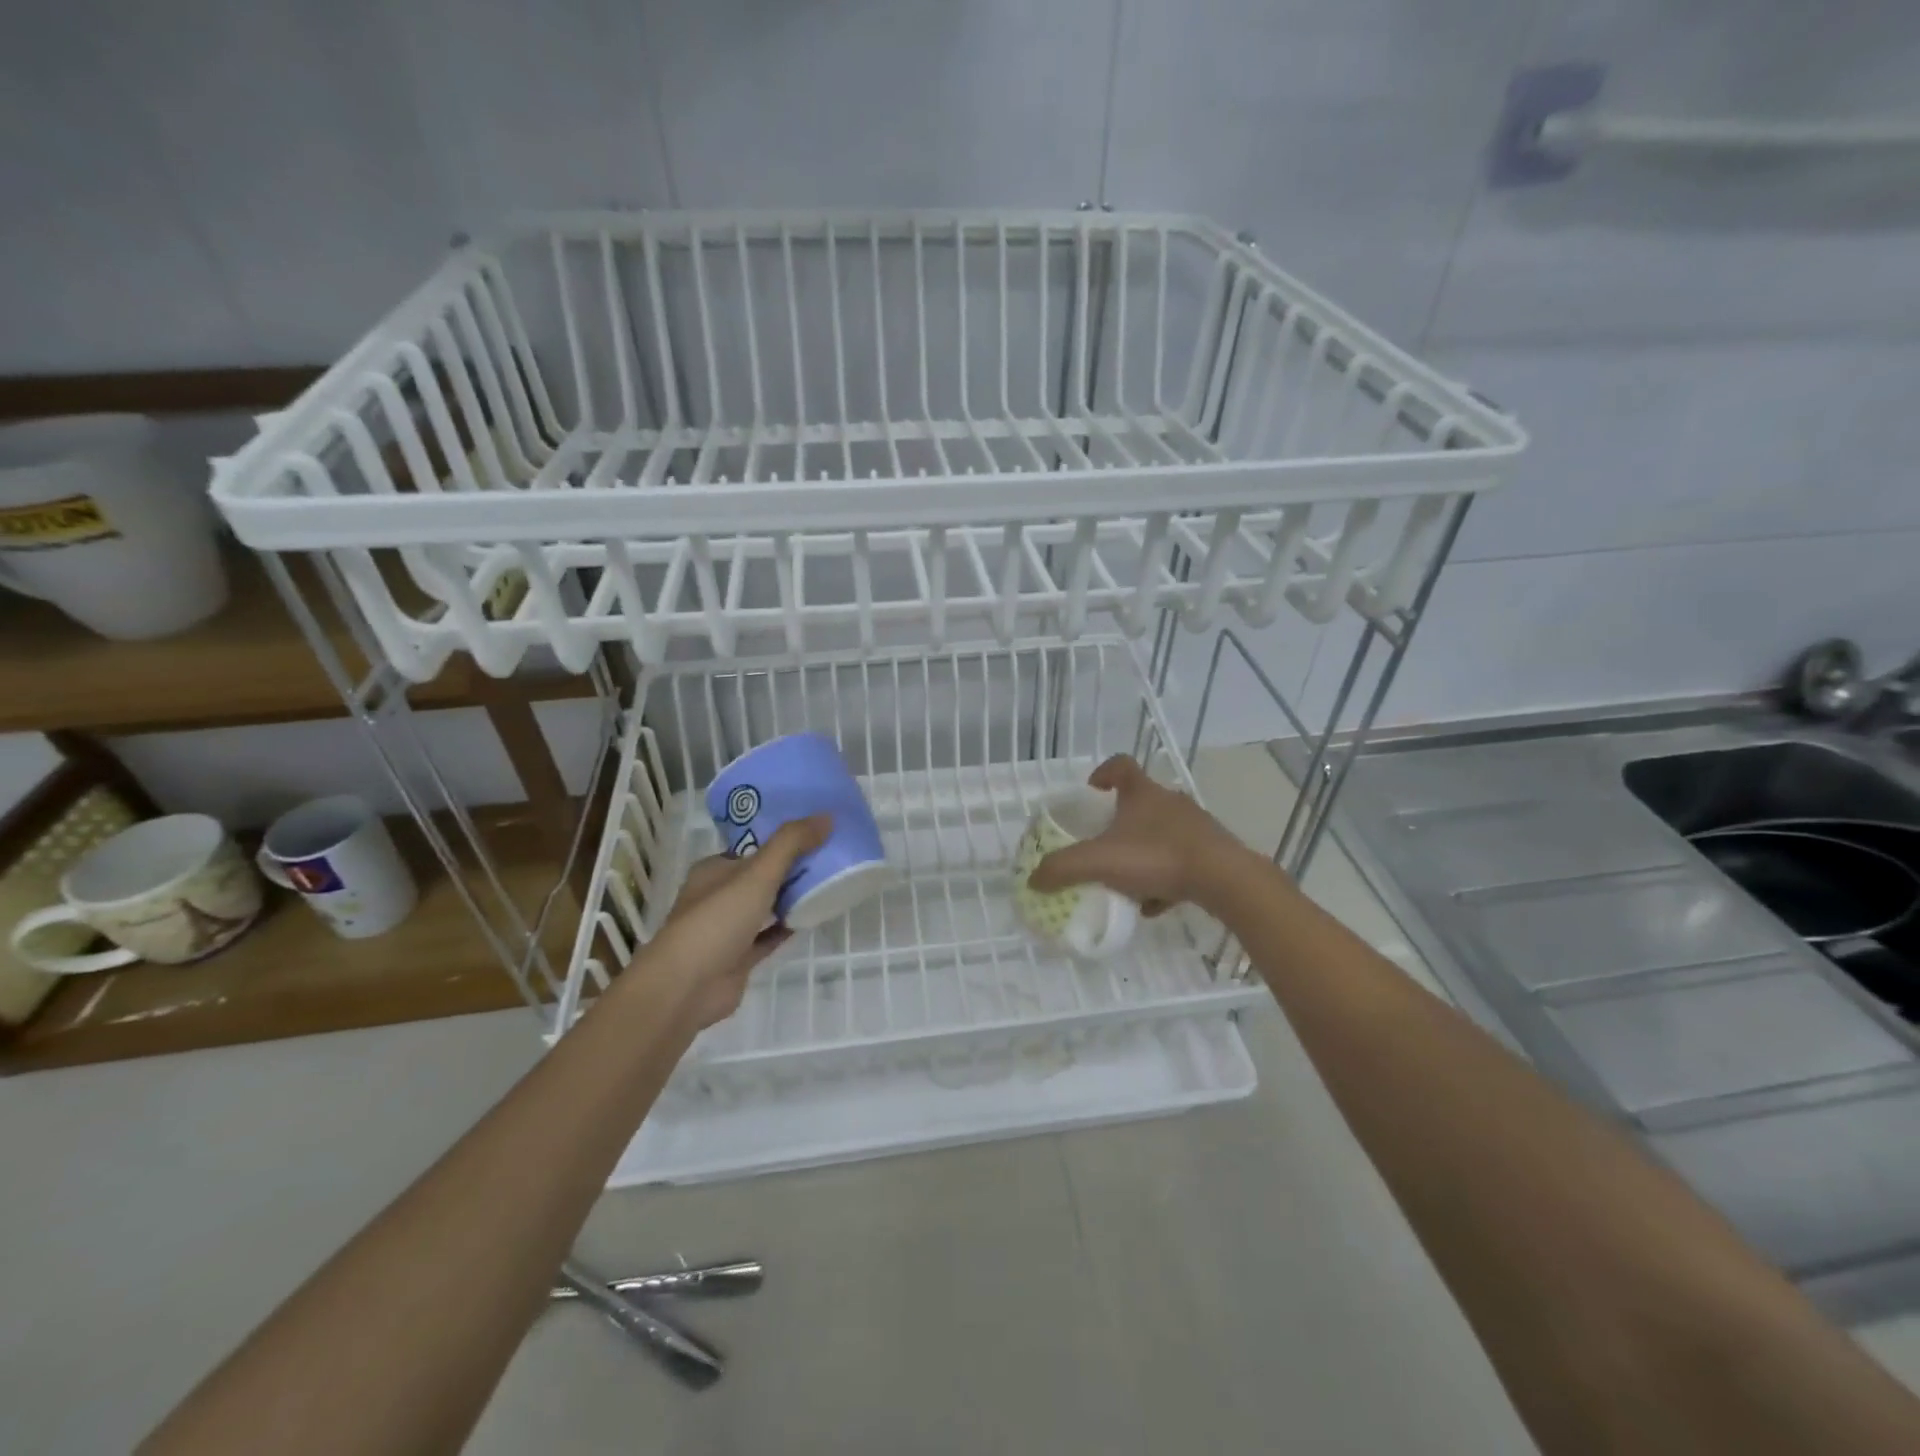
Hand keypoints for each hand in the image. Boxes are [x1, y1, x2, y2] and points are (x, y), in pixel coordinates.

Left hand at [639, 815, 829, 1029]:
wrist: (687, 987)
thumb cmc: (717, 920)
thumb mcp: (757, 873)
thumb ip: (791, 843)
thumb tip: (827, 816)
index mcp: (715, 870)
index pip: (751, 846)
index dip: (781, 837)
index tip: (814, 830)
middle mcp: (718, 896)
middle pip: (761, 875)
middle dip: (791, 866)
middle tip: (829, 853)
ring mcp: (727, 929)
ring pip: (765, 905)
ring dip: (791, 896)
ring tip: (829, 880)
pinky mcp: (739, 957)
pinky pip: (769, 936)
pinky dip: (788, 926)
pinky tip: (814, 916)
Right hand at [1027, 756, 1239, 912]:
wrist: (1224, 879)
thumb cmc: (1157, 857)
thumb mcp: (1100, 862)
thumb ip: (1063, 868)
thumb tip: (1033, 879)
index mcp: (1142, 794)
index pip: (1121, 766)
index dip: (1103, 773)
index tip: (1092, 790)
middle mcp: (1170, 803)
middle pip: (1142, 802)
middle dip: (1121, 821)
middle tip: (1102, 843)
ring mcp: (1195, 827)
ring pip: (1161, 834)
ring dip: (1143, 853)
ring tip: (1126, 880)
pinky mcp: (1212, 853)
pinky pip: (1180, 862)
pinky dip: (1164, 879)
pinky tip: (1153, 905)